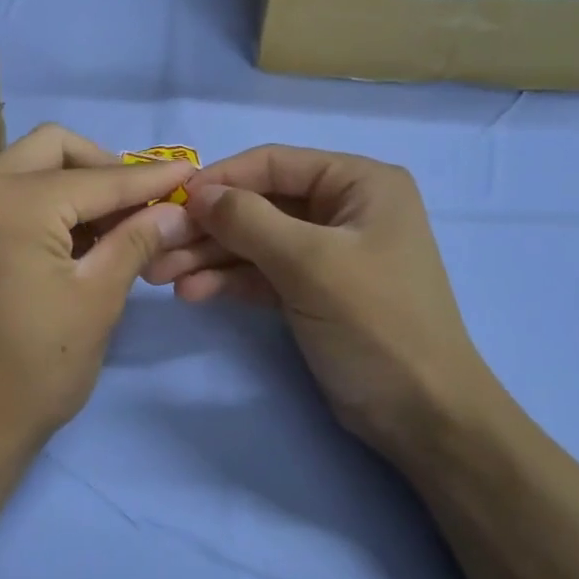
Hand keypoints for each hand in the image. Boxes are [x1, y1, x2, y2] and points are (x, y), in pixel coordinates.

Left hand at [0, 124, 196, 463]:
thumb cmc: (34, 368)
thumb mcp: (97, 300)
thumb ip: (136, 241)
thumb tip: (174, 209)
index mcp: (13, 202)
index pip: (98, 178)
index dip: (150, 178)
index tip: (191, 173)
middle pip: (53, 148)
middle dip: (103, 168)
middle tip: (140, 204)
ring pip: (27, 166)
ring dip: (72, 183)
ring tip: (113, 224)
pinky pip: (6, 193)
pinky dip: (44, 201)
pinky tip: (74, 236)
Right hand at [144, 145, 497, 459]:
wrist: (421, 414)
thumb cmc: (375, 322)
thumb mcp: (309, 263)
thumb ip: (248, 220)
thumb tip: (196, 193)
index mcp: (360, 183)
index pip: (275, 164)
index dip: (221, 179)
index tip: (172, 201)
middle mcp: (343, 209)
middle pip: (259, 204)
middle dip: (208, 227)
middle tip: (158, 246)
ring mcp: (326, 252)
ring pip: (255, 241)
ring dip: (210, 257)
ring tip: (161, 275)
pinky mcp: (312, 291)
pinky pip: (262, 273)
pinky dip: (229, 281)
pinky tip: (191, 293)